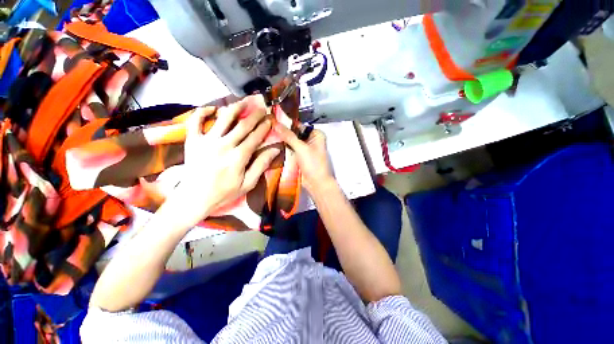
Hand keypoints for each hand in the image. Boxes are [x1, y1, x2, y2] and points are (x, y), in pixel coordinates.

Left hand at [173, 95, 279, 226]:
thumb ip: (261, 165)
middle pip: (242, 125)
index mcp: (238, 157)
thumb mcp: (248, 183)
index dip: (264, 127)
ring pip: (223, 118)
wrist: (193, 199)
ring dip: (235, 108)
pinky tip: (212, 108)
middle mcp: (223, 145)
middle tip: (262, 108)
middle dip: (254, 115)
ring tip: (243, 101)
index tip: (270, 120)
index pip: (255, 137)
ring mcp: (206, 141)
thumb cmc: (224, 193)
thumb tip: (275, 150)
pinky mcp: (192, 141)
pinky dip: (202, 111)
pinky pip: (195, 121)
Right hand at [273, 118, 335, 194]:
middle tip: (266, 130)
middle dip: (282, 133)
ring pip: (291, 142)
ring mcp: (304, 149)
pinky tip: (271, 146)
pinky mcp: (299, 157)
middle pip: (294, 134)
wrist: (316, 184)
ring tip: (266, 137)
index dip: (286, 124)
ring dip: (281, 142)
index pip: (298, 125)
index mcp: (316, 134)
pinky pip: (290, 150)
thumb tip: (275, 123)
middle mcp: (311, 140)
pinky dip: (283, 149)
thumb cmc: (313, 164)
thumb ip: (289, 136)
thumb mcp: (301, 148)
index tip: (271, 121)